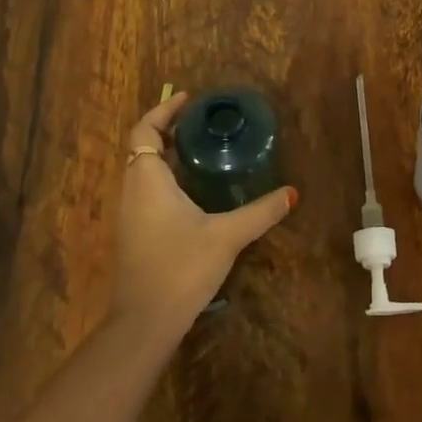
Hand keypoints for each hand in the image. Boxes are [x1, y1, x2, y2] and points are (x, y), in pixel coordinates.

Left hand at [112, 92, 297, 332]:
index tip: (189, 100)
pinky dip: (165, 178)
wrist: (144, 322)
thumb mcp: (227, 235)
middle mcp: (132, 191)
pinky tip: (194, 192)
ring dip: (166, 155)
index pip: (145, 130)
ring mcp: (128, 215)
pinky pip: (146, 191)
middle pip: (142, 148)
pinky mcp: (133, 234)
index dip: (163, 110)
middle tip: (202, 123)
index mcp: (147, 180)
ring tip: (202, 150)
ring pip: (142, 171)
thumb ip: (260, 212)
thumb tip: (292, 192)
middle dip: (168, 130)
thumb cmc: (181, 267)